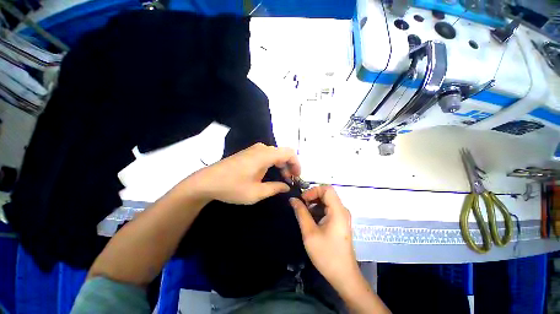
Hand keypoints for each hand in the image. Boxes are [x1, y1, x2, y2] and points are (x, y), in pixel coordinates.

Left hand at [189, 143, 299, 204]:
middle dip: (289, 166)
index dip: (296, 164)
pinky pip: (266, 155)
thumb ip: (275, 188)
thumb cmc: (232, 187)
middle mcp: (261, 148)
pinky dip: (273, 163)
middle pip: (283, 153)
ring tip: (281, 179)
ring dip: (281, 165)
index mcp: (265, 155)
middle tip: (289, 181)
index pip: (289, 153)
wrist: (207, 181)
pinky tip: (269, 174)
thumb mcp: (256, 192)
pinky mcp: (248, 153)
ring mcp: (253, 149)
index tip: (296, 177)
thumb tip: (287, 186)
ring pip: (275, 154)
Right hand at [289, 186, 361, 292]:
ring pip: (327, 201)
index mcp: (338, 211)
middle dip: (312, 197)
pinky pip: (328, 209)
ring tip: (304, 214)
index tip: (303, 200)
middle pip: (327, 194)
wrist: (343, 276)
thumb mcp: (309, 233)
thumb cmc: (326, 254)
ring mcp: (342, 216)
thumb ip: (301, 213)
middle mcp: (342, 210)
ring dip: (314, 204)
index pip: (327, 189)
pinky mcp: (340, 221)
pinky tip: (311, 220)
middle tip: (301, 206)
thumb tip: (293, 199)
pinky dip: (318, 210)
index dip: (313, 190)